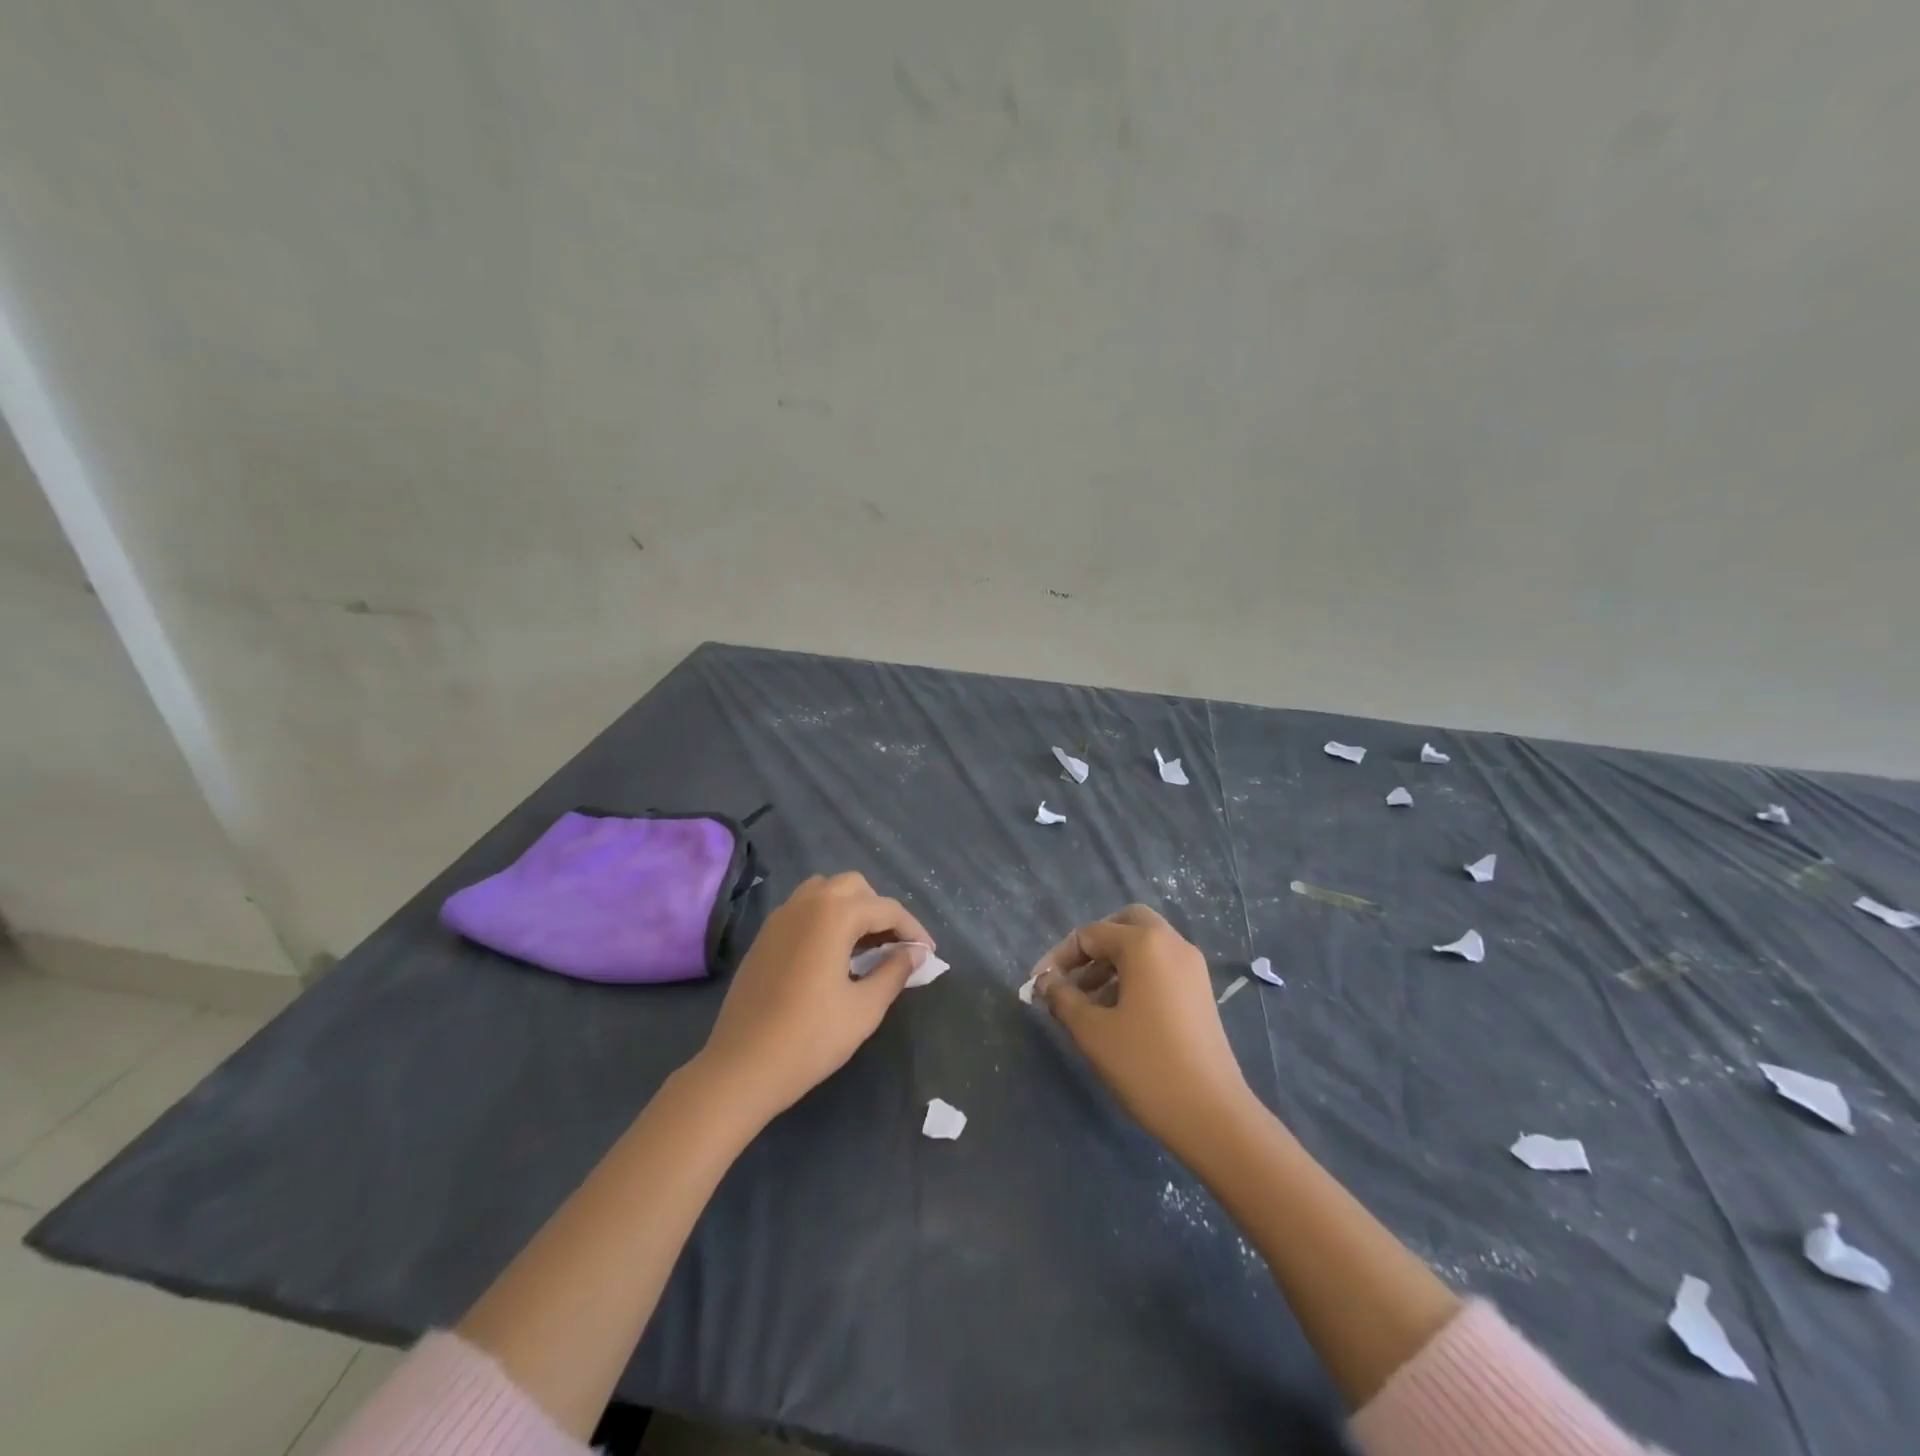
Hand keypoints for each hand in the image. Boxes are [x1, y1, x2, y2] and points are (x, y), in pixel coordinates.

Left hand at [697, 872, 931, 1123]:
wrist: (741, 1067)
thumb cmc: (810, 1038)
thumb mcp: (864, 1008)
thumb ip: (894, 972)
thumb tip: (914, 953)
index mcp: (833, 914)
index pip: (886, 908)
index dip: (913, 929)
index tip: (929, 954)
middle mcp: (805, 904)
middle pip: (854, 887)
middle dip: (880, 911)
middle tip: (895, 947)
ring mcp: (780, 918)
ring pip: (825, 892)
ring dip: (851, 909)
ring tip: (865, 946)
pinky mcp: (764, 937)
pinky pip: (803, 910)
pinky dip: (826, 919)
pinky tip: (833, 955)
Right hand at [1036, 905, 1253, 1156]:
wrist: (1212, 1115)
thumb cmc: (1145, 1065)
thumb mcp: (1092, 1031)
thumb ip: (1062, 997)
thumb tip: (1045, 981)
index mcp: (1145, 944)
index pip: (1091, 934)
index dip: (1059, 957)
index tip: (1037, 984)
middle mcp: (1172, 944)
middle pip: (1125, 924)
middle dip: (1093, 946)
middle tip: (1071, 976)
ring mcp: (1192, 968)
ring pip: (1145, 946)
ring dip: (1112, 962)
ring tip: (1086, 1001)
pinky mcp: (1200, 992)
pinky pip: (1160, 966)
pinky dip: (1135, 975)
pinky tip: (1116, 1012)